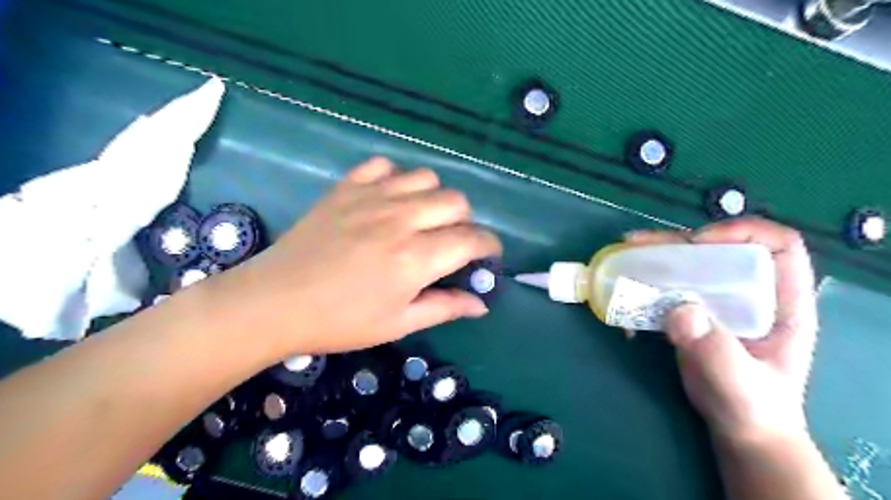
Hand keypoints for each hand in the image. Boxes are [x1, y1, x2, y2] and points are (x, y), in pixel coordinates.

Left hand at [218, 156, 500, 355]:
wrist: (276, 301)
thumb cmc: (341, 320)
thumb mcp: (398, 324)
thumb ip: (445, 308)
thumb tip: (482, 303)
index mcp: (416, 257)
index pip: (472, 239)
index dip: (489, 246)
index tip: (488, 255)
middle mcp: (401, 219)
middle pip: (456, 201)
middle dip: (465, 222)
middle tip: (450, 242)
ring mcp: (372, 197)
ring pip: (426, 178)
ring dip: (434, 198)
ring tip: (422, 218)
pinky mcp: (347, 187)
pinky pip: (384, 166)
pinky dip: (395, 179)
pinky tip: (388, 200)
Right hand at [622, 216, 817, 442]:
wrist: (739, 429)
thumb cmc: (753, 408)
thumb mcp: (740, 384)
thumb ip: (716, 350)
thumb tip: (679, 309)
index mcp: (782, 302)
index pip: (777, 245)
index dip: (742, 233)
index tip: (699, 244)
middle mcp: (751, 293)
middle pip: (719, 249)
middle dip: (679, 241)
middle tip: (640, 244)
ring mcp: (719, 301)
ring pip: (689, 264)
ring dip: (656, 257)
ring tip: (624, 254)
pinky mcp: (693, 312)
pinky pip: (669, 287)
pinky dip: (645, 283)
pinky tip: (624, 289)